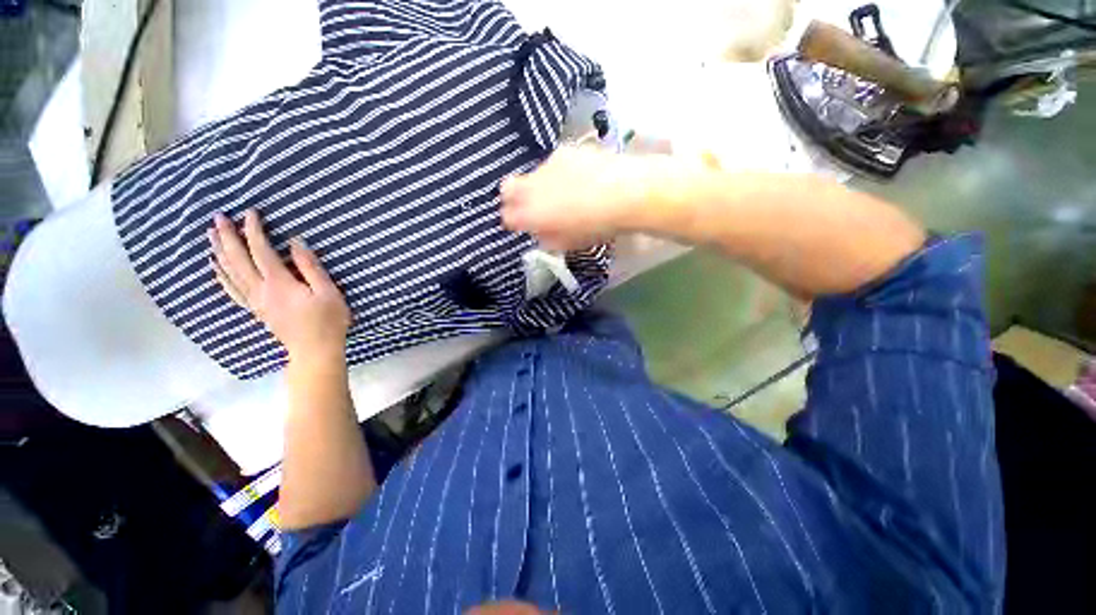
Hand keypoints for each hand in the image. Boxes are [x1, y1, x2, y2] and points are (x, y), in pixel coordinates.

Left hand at [209, 210, 350, 360]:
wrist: (315, 350)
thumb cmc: (328, 320)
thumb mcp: (328, 292)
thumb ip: (310, 267)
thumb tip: (296, 242)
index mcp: (279, 283)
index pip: (260, 251)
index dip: (254, 230)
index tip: (250, 212)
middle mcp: (260, 290)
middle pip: (238, 260)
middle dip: (227, 237)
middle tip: (217, 217)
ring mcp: (255, 301)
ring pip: (230, 273)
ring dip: (219, 252)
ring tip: (210, 235)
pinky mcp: (257, 310)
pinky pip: (232, 289)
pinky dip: (221, 276)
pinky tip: (215, 267)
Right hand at [500, 146, 645, 249]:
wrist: (623, 193)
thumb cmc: (594, 227)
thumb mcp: (568, 243)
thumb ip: (547, 238)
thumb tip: (542, 231)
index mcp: (530, 214)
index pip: (507, 217)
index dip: (513, 222)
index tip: (522, 225)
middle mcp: (531, 187)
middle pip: (507, 188)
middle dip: (514, 198)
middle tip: (532, 207)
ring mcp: (547, 166)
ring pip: (533, 175)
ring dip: (541, 185)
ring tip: (566, 192)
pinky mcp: (564, 151)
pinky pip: (554, 164)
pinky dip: (560, 173)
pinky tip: (580, 178)